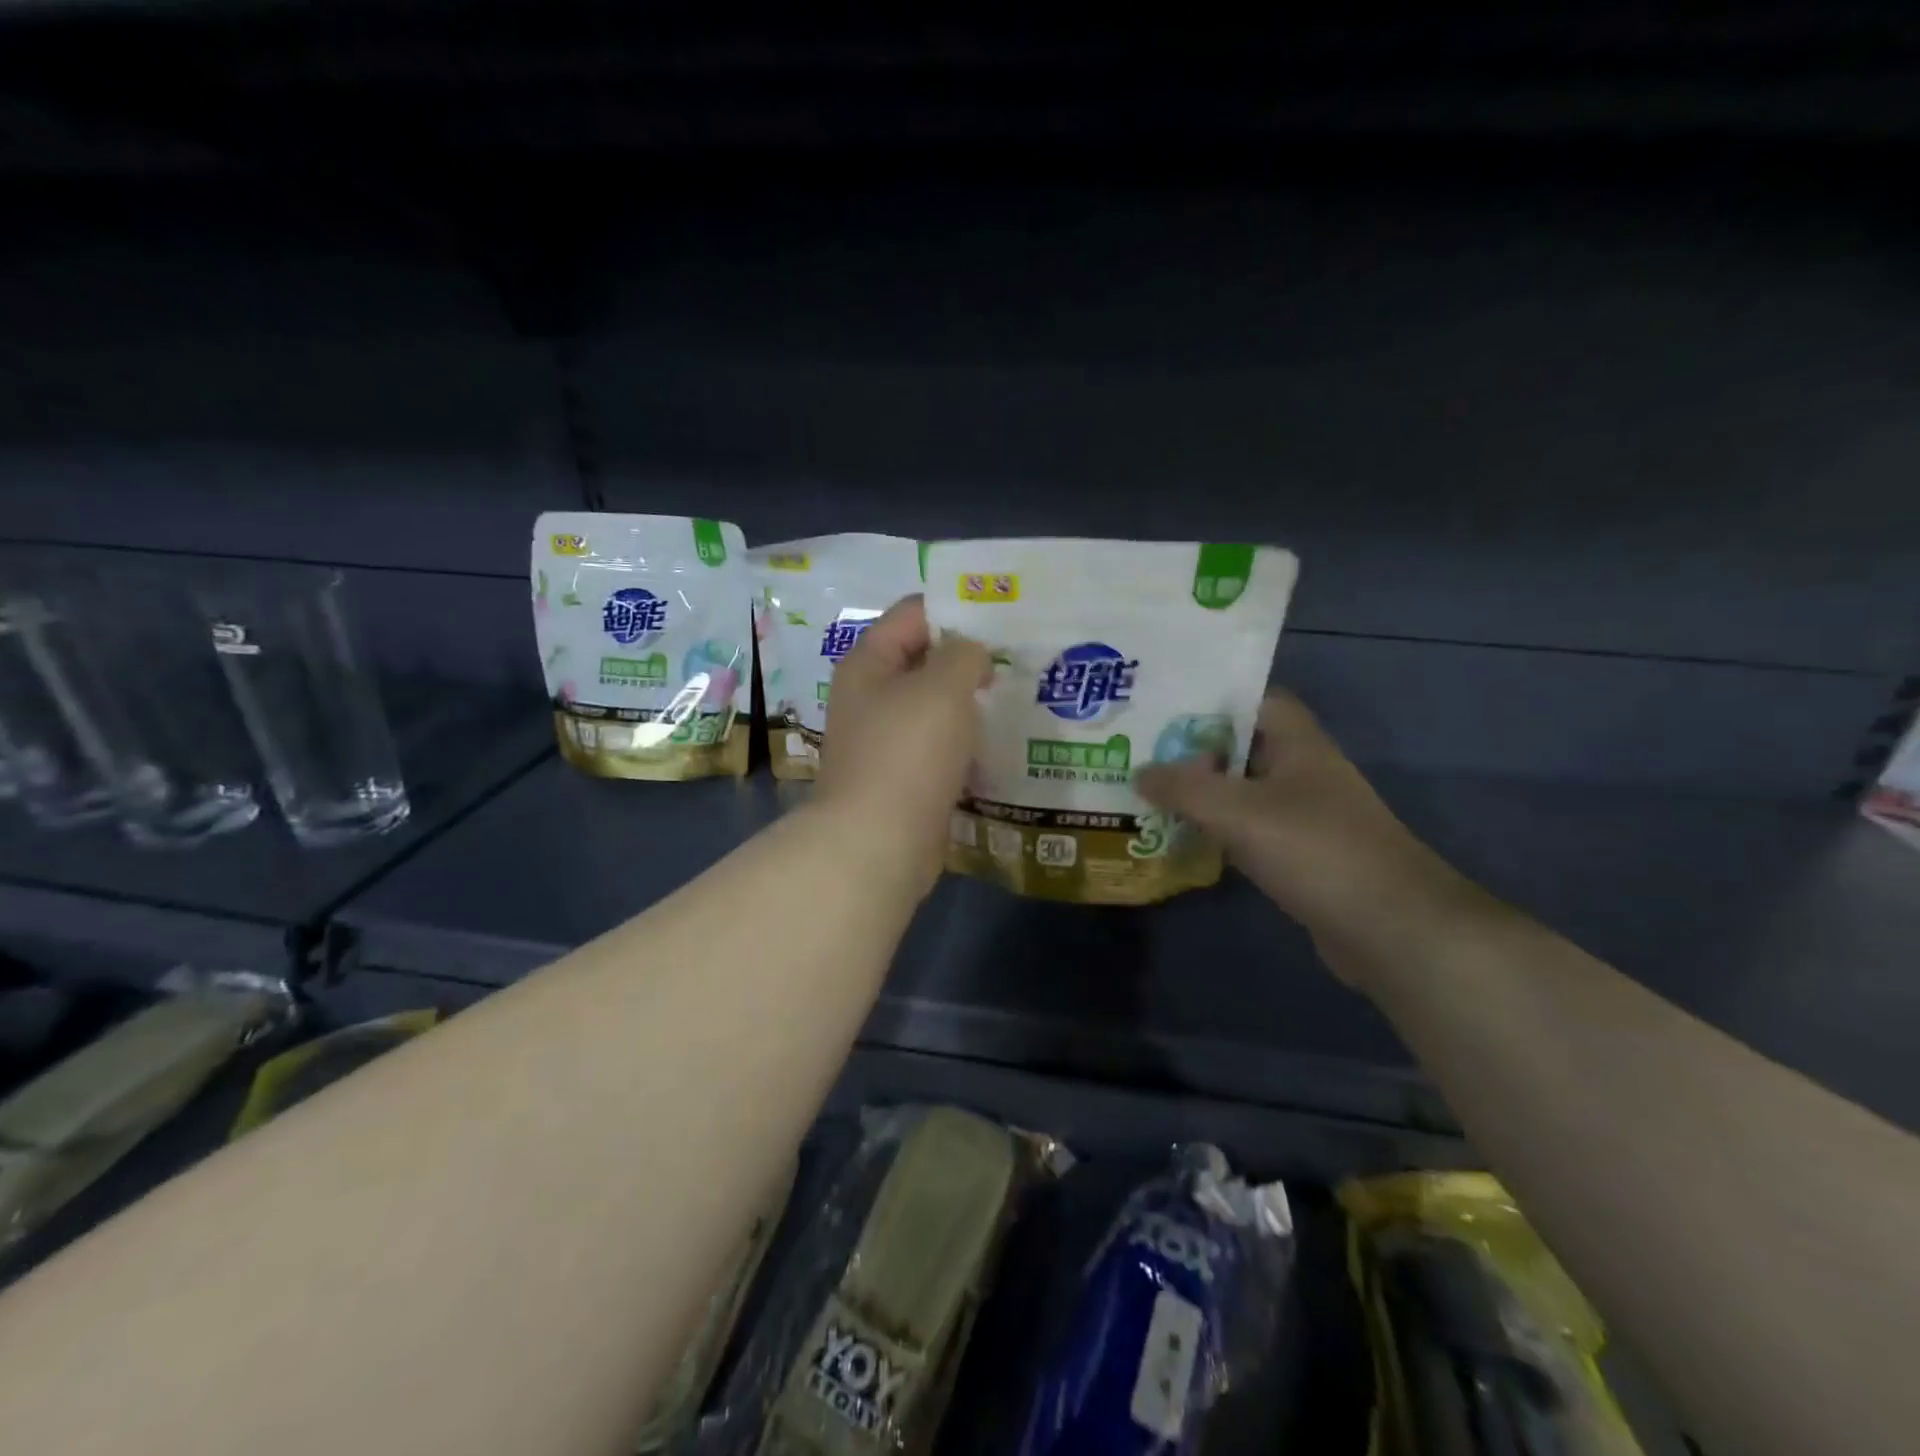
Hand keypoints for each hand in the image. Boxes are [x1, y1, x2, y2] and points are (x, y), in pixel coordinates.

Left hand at [815, 595, 991, 895]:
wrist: (878, 843)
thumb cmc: (907, 753)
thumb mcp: (942, 687)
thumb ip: (964, 654)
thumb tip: (972, 653)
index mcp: (869, 663)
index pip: (914, 613)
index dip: (958, 608)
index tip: (1006, 616)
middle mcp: (871, 696)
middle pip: (925, 659)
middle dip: (971, 657)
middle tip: (1022, 656)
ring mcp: (886, 739)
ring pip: (936, 706)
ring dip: (972, 701)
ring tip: (1021, 694)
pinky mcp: (904, 776)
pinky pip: (940, 745)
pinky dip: (967, 740)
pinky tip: (1003, 741)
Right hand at [1136, 692, 1480, 987]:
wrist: (1391, 929)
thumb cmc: (1316, 850)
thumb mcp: (1239, 811)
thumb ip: (1184, 788)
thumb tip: (1139, 773)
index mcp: (1298, 744)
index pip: (1254, 701)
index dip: (1210, 700)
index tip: (1162, 709)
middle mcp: (1303, 772)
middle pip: (1241, 748)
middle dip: (1193, 751)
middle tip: (1138, 754)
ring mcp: (1304, 817)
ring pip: (1242, 793)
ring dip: (1202, 795)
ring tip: (1147, 793)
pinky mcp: (1301, 857)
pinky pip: (1249, 832)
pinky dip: (1218, 832)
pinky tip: (1182, 839)